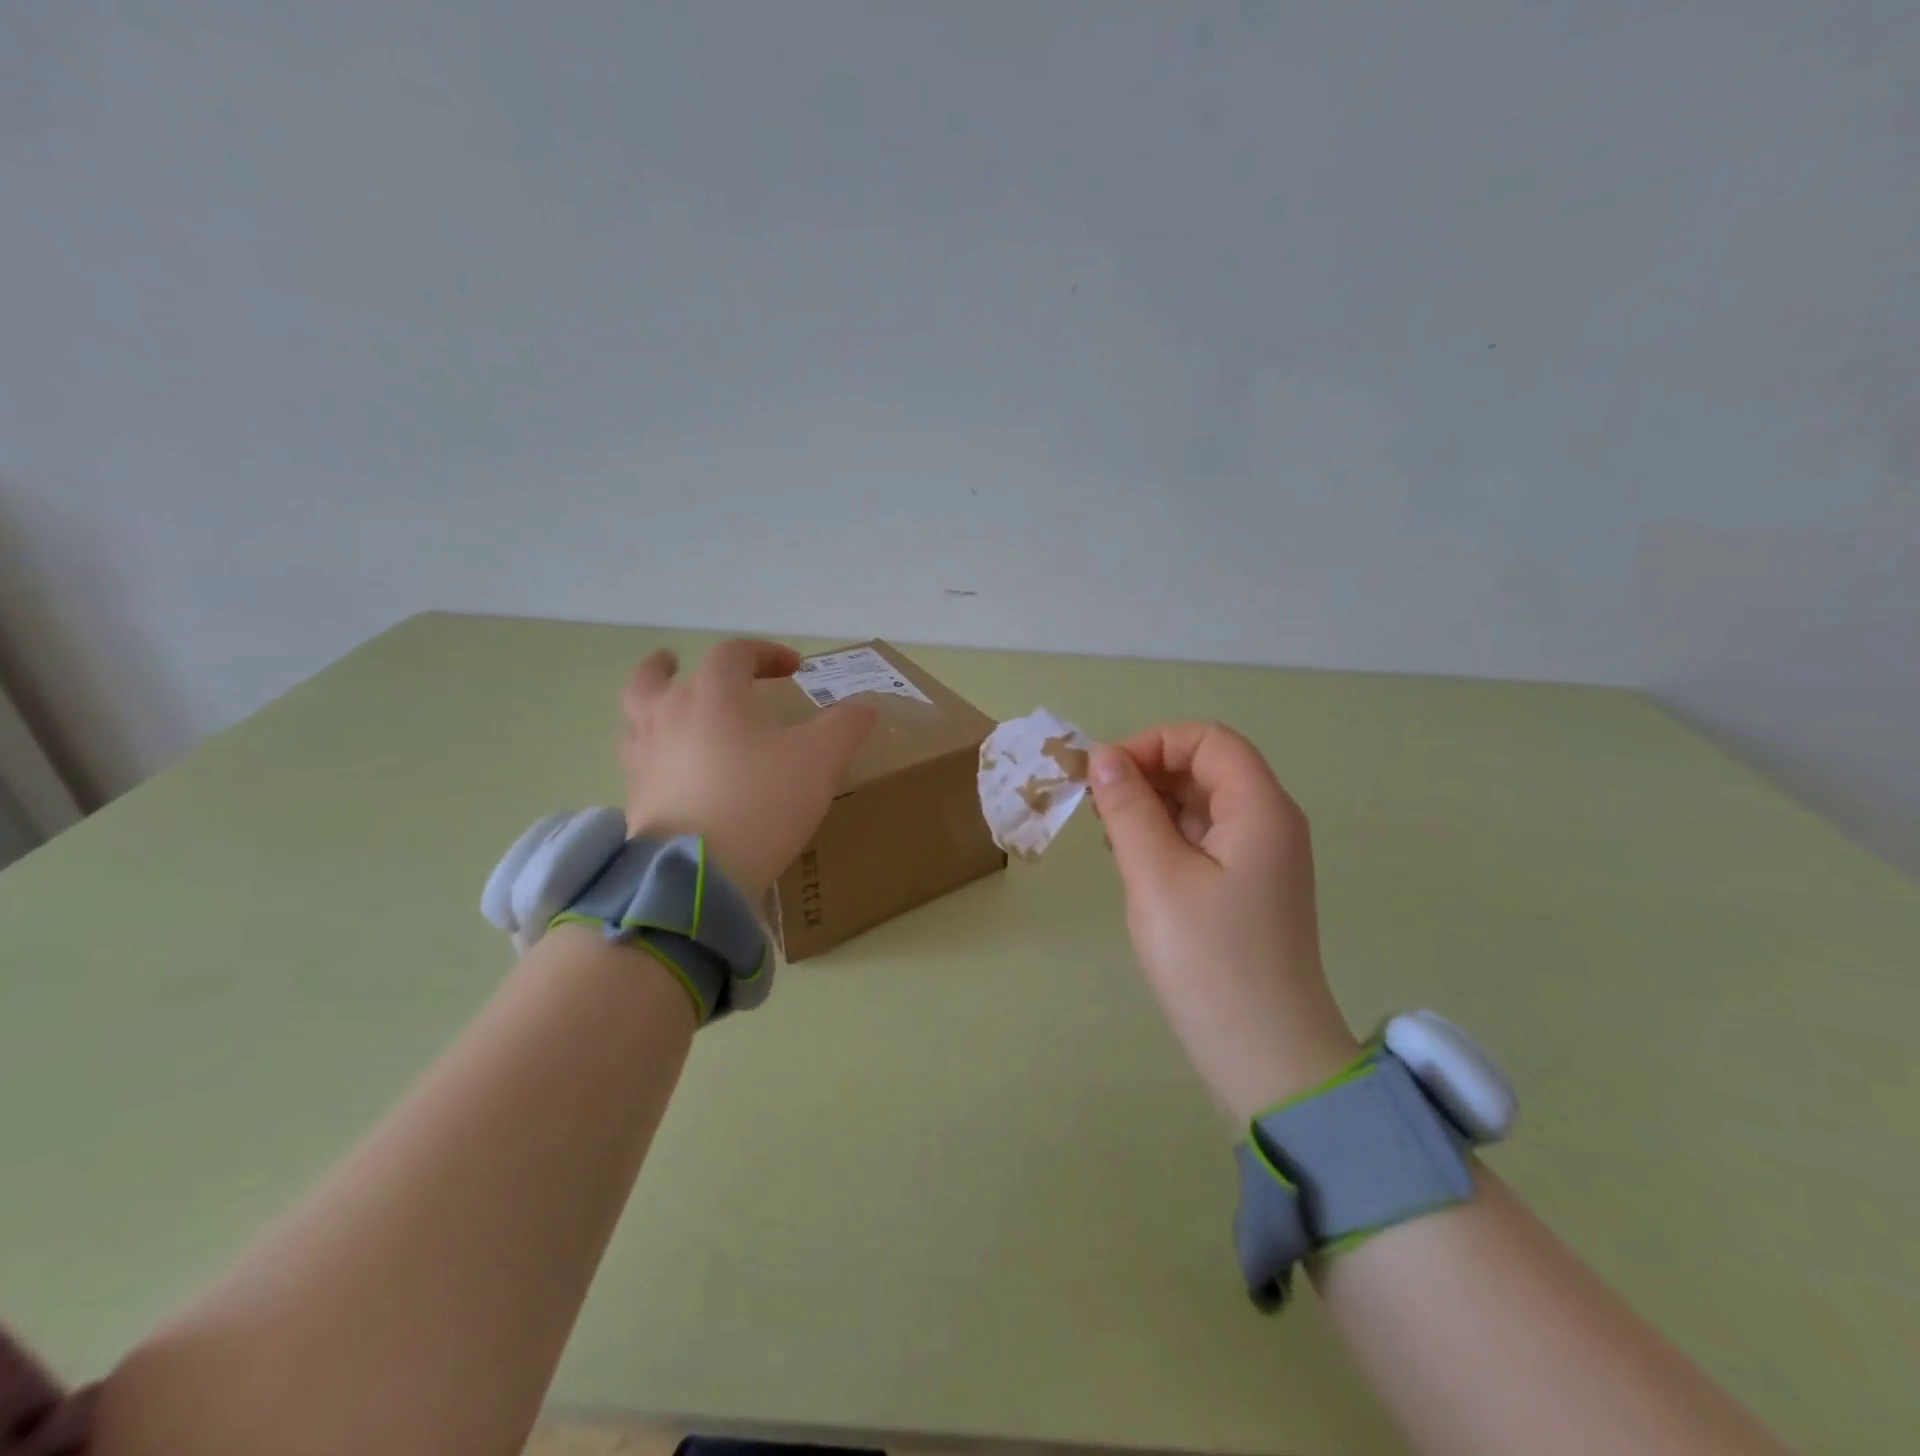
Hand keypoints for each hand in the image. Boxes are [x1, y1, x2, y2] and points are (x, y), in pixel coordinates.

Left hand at [620, 639, 876, 901]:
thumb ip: (845, 725)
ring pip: (634, 716)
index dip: (765, 652)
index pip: (734, 654)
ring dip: (649, 704)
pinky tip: (669, 768)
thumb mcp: (820, 760)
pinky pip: (636, 759)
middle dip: (669, 665)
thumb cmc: (762, 801)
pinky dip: (649, 750)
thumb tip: (866, 705)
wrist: (701, 872)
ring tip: (663, 710)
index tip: (794, 668)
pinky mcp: (635, 796)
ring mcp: (645, 756)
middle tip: (676, 662)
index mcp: (714, 695)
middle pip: (654, 676)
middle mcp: (669, 715)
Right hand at [1090, 722, 1360, 1121]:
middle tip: (1097, 806)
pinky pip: (1204, 840)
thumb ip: (1128, 808)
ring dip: (1153, 806)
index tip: (1105, 775)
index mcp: (1260, 808)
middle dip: (1148, 773)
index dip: (1154, 743)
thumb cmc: (1209, 960)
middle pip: (1207, 767)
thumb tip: (1104, 756)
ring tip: (1109, 835)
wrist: (1265, 1057)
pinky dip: (1166, 837)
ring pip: (1202, 804)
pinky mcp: (1247, 889)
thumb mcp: (1156, 875)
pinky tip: (1134, 861)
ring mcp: (1261, 858)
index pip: (1208, 740)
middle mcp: (1269, 823)